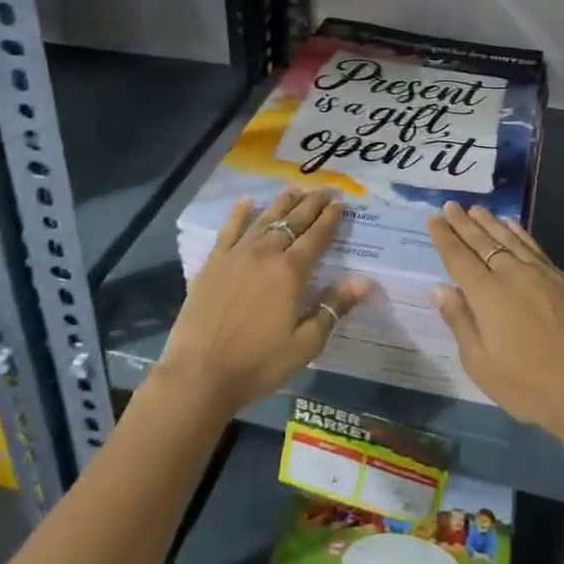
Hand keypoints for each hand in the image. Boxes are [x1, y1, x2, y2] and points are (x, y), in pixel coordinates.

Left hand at [158, 189, 372, 417]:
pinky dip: (239, 213)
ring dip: (282, 202)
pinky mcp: (213, 263)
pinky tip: (246, 201)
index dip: (331, 218)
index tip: (341, 202)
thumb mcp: (305, 345)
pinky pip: (229, 229)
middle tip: (325, 189)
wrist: (198, 374)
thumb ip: (333, 308)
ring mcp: (237, 254)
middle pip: (293, 221)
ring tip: (295, 189)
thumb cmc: (257, 364)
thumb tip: (364, 282)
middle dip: (312, 203)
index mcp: (291, 272)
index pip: (317, 236)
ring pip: (265, 218)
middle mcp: (266, 253)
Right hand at [428, 202, 563, 446]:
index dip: (445, 237)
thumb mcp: (481, 365)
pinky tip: (514, 226)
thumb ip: (460, 322)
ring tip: (477, 210)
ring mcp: (542, 273)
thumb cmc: (528, 386)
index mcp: (487, 294)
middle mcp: (512, 274)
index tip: (434, 218)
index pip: (459, 257)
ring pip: (510, 239)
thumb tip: (440, 289)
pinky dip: (520, 234)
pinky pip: (535, 247)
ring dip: (491, 223)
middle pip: (483, 241)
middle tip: (451, 205)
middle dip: (464, 223)